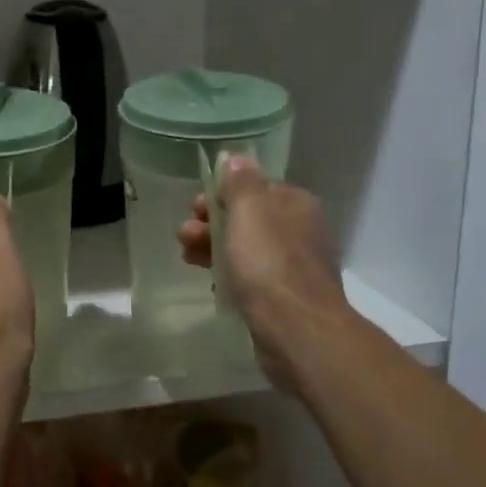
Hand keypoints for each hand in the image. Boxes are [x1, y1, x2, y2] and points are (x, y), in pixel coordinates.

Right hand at [177, 158, 347, 355]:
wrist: (297, 329)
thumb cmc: (269, 262)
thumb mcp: (248, 211)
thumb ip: (240, 182)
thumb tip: (238, 157)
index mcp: (295, 203)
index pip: (255, 187)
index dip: (222, 194)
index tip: (196, 207)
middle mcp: (299, 230)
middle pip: (248, 218)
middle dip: (212, 222)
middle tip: (185, 234)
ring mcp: (293, 265)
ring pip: (246, 247)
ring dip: (213, 247)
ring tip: (187, 256)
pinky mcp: (284, 296)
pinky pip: (250, 276)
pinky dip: (228, 273)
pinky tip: (210, 281)